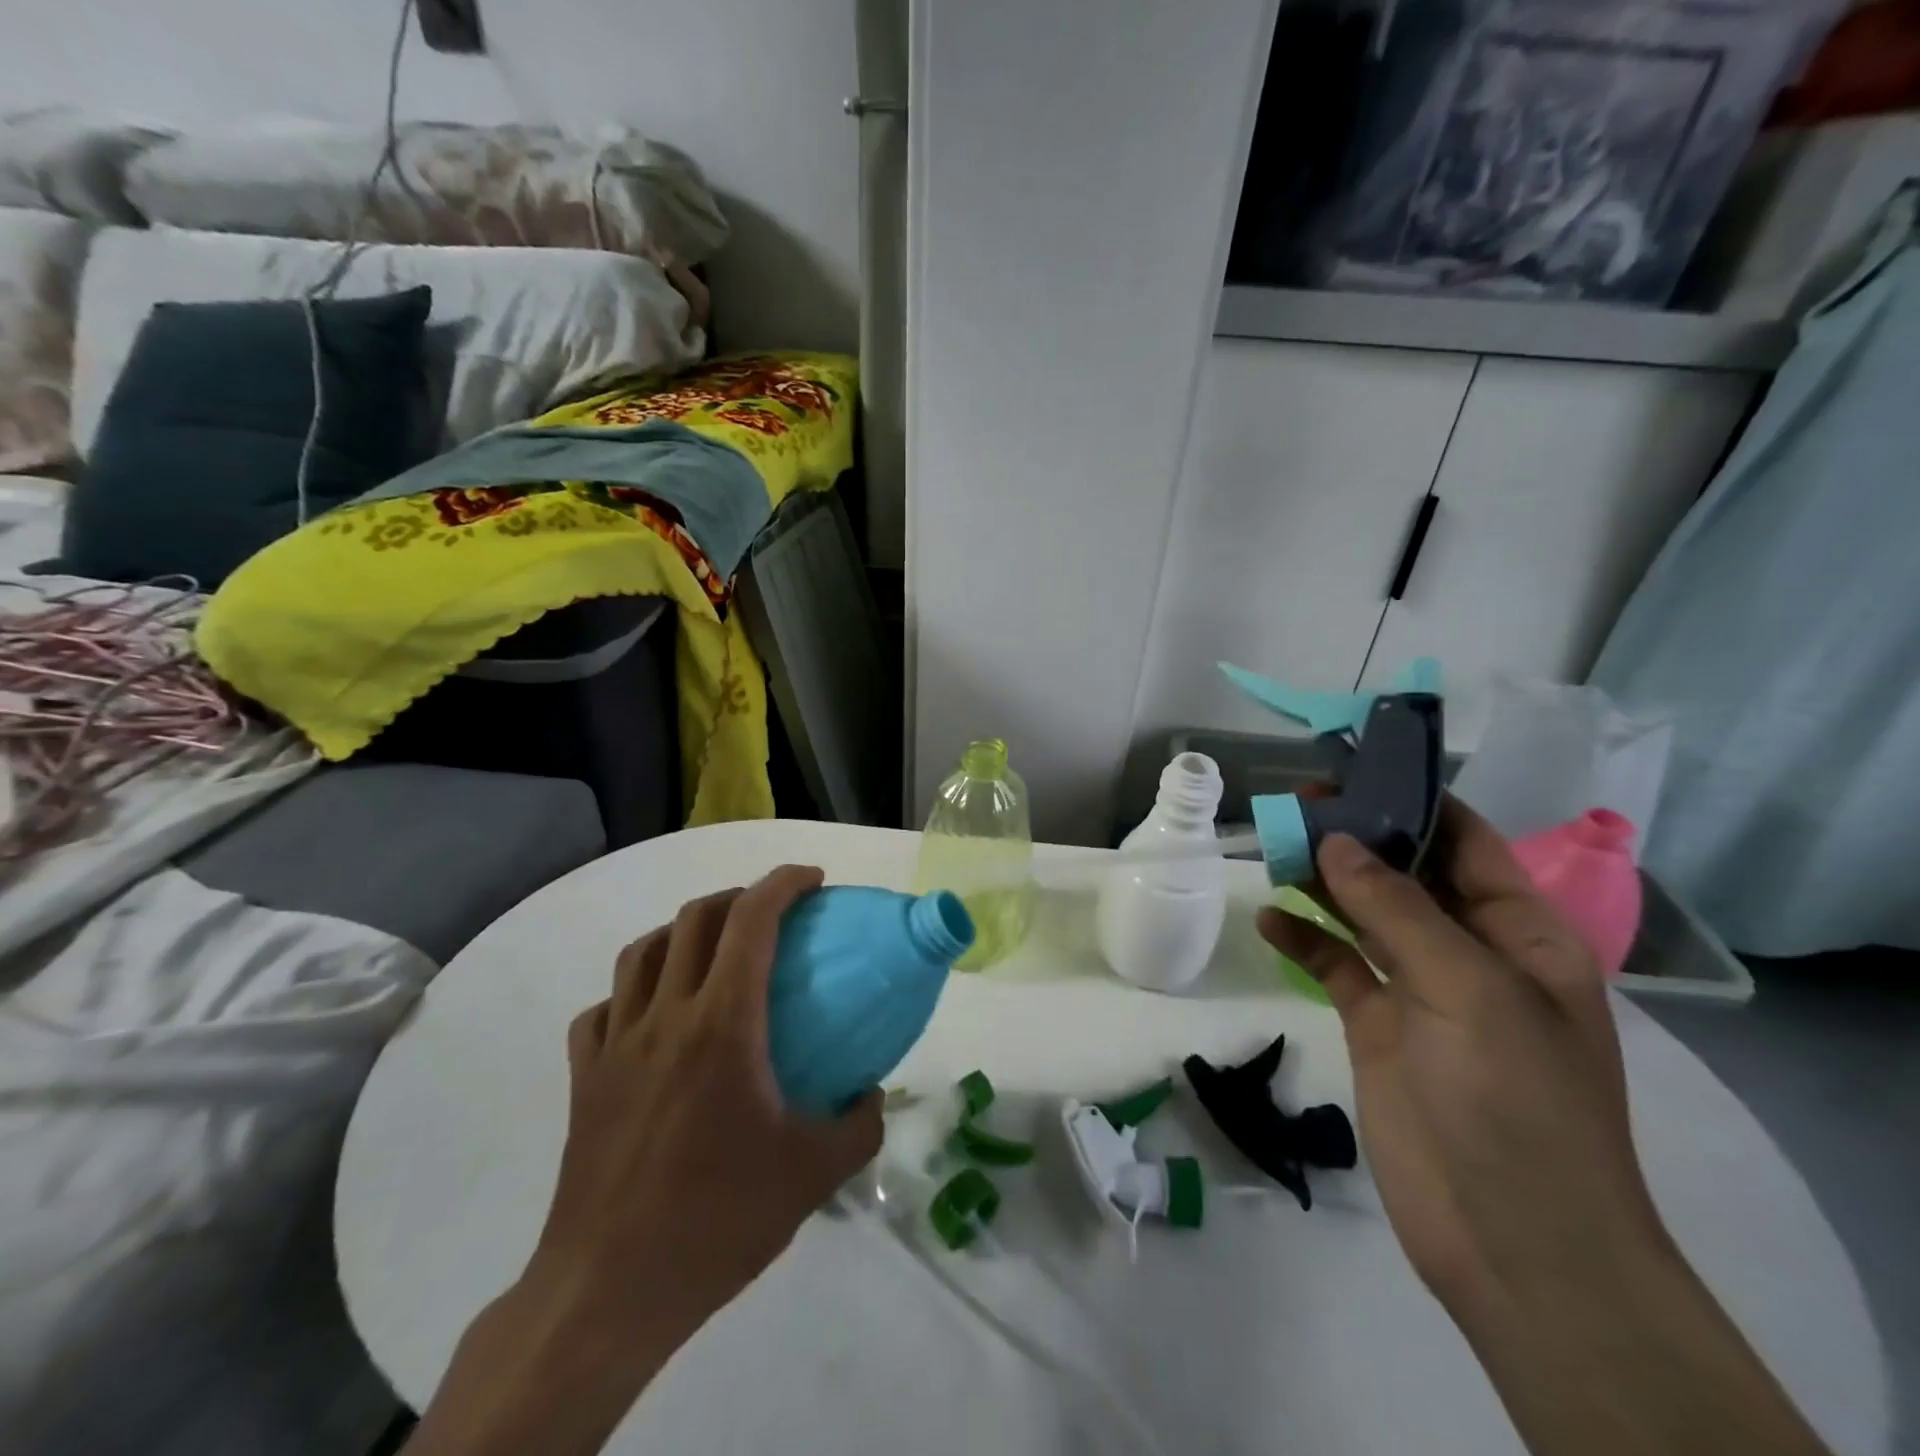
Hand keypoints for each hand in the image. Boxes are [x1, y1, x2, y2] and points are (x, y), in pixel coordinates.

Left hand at [528, 863, 883, 1332]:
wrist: (610, 1291)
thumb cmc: (717, 1219)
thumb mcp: (813, 1174)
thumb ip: (859, 1125)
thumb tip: (873, 1095)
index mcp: (723, 1023)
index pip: (751, 920)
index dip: (783, 884)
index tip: (813, 881)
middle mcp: (665, 1015)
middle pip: (694, 919)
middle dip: (737, 897)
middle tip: (771, 914)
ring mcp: (616, 1044)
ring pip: (642, 952)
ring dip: (682, 932)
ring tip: (712, 952)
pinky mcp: (585, 1077)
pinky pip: (605, 1009)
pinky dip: (634, 992)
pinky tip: (653, 1015)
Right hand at [1258, 803, 1832, 1455]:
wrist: (1511, 1239)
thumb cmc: (1513, 1099)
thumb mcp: (1466, 987)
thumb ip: (1396, 908)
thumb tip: (1335, 839)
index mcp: (1521, 934)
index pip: (1466, 843)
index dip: (1414, 801)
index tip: (1353, 768)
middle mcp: (1472, 952)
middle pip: (1408, 874)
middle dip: (1356, 836)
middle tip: (1294, 802)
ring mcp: (1422, 989)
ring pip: (1366, 915)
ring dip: (1323, 882)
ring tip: (1273, 846)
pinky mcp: (1379, 1025)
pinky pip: (1337, 965)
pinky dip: (1304, 940)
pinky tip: (1268, 920)